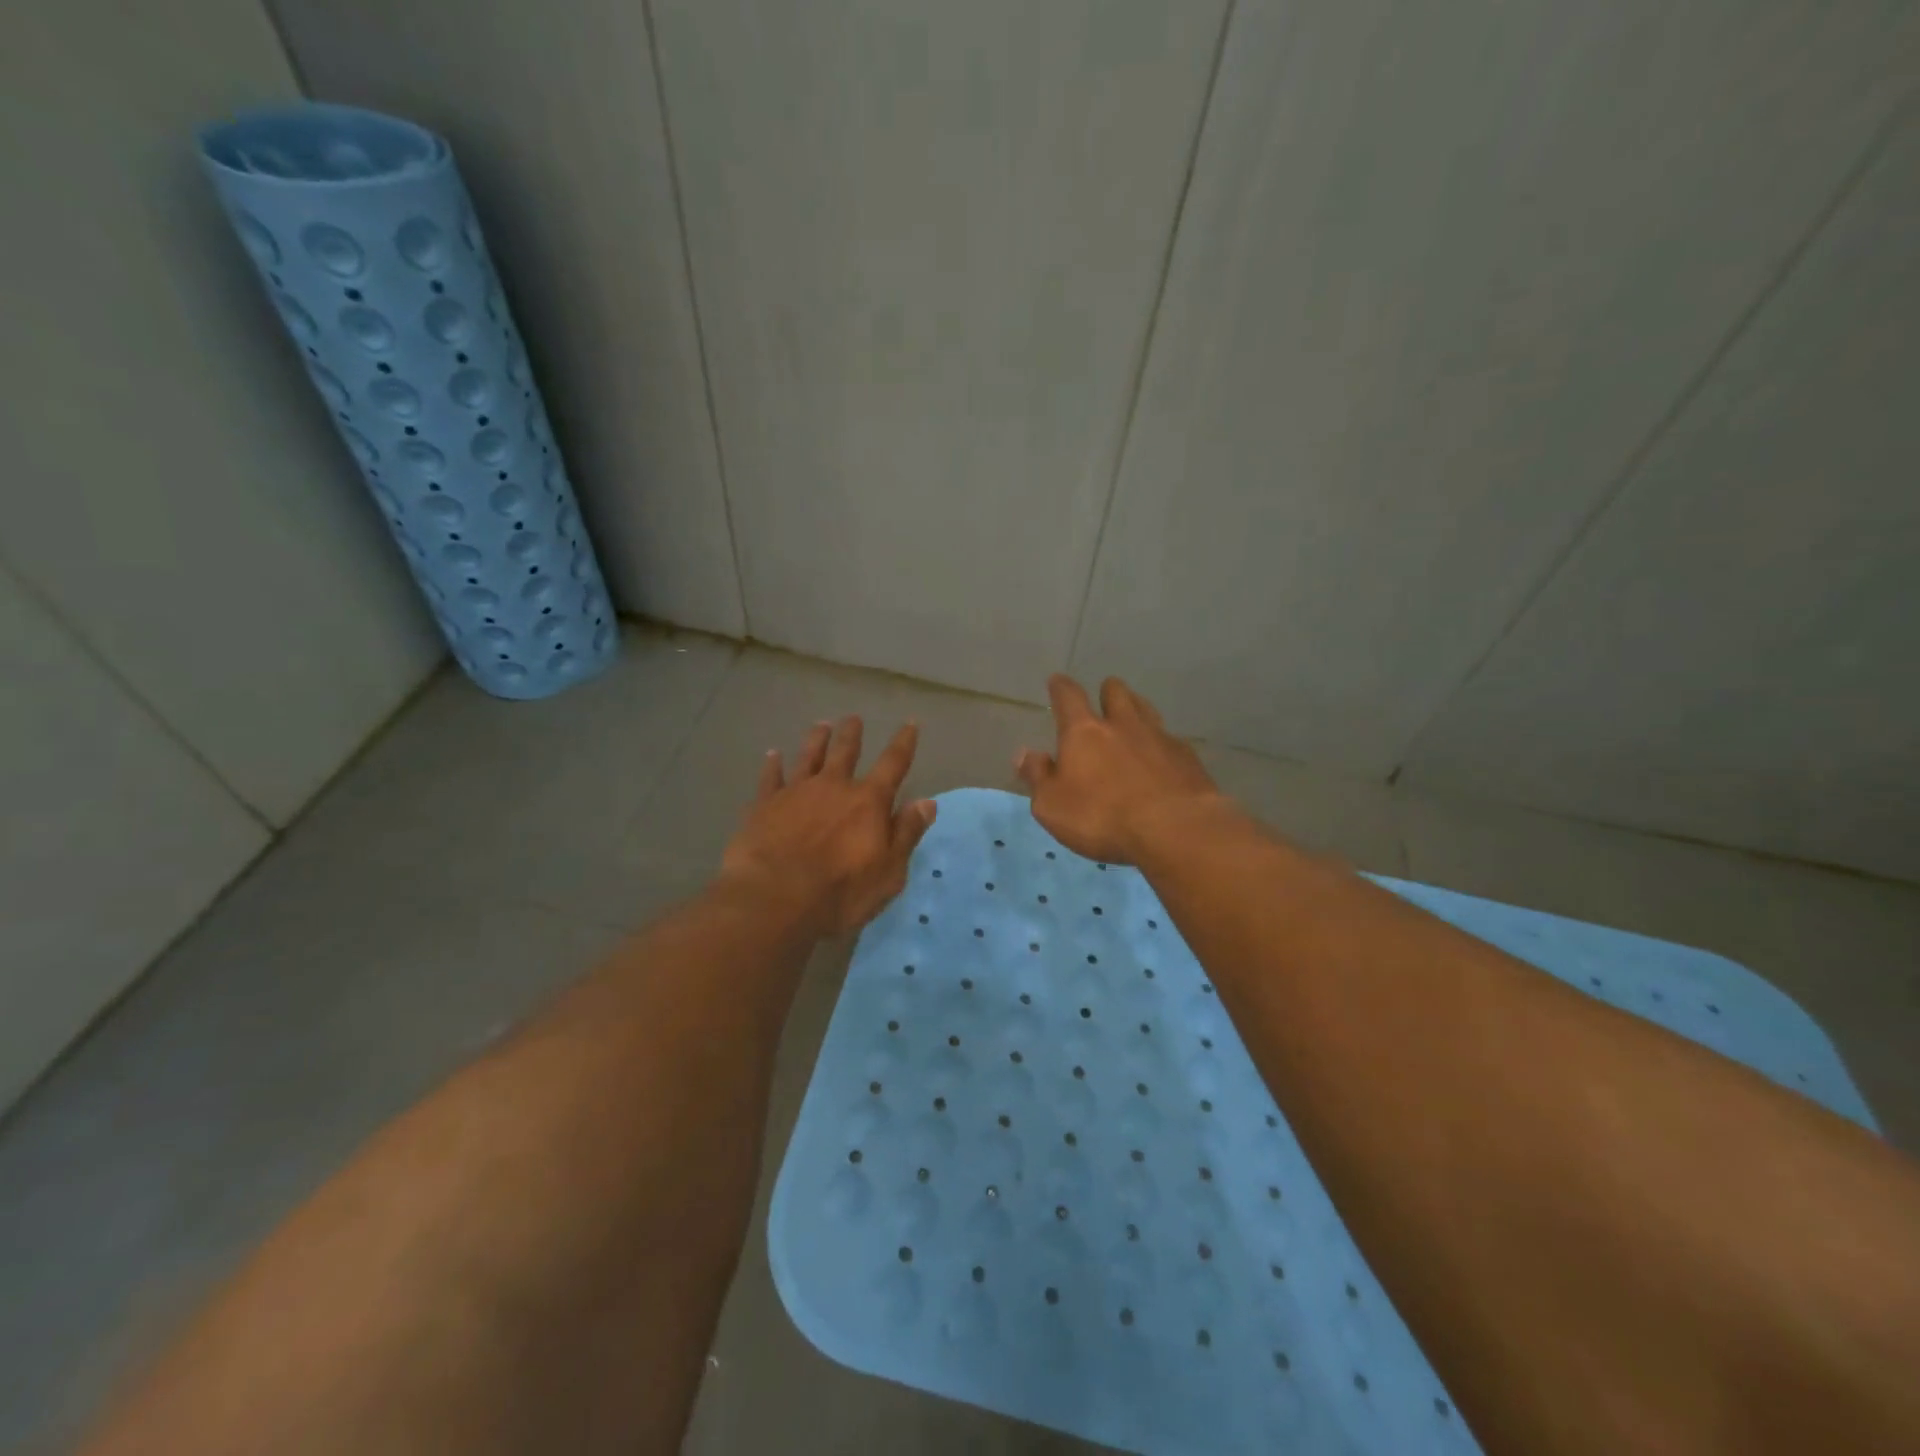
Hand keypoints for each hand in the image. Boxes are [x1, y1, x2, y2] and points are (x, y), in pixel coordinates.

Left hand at [722, 716, 936, 936]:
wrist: (773, 898)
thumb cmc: (840, 892)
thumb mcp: (889, 872)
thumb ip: (906, 834)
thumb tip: (927, 802)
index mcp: (868, 802)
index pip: (893, 764)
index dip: (903, 743)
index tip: (909, 724)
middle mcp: (833, 787)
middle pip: (845, 752)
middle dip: (851, 734)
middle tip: (853, 718)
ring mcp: (795, 793)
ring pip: (808, 757)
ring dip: (816, 740)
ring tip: (821, 725)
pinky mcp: (763, 805)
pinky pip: (770, 777)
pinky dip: (772, 765)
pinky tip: (772, 755)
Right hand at [1016, 675, 1223, 864]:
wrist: (1175, 829)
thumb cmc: (1102, 817)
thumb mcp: (1052, 806)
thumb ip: (1038, 777)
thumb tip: (1025, 754)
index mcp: (1084, 732)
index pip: (1069, 697)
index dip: (1061, 687)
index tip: (1057, 681)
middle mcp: (1122, 725)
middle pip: (1115, 692)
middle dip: (1107, 691)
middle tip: (1103, 698)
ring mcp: (1159, 737)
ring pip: (1146, 709)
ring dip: (1136, 708)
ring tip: (1132, 717)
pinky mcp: (1187, 757)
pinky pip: (1170, 739)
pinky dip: (1161, 744)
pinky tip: (1161, 758)